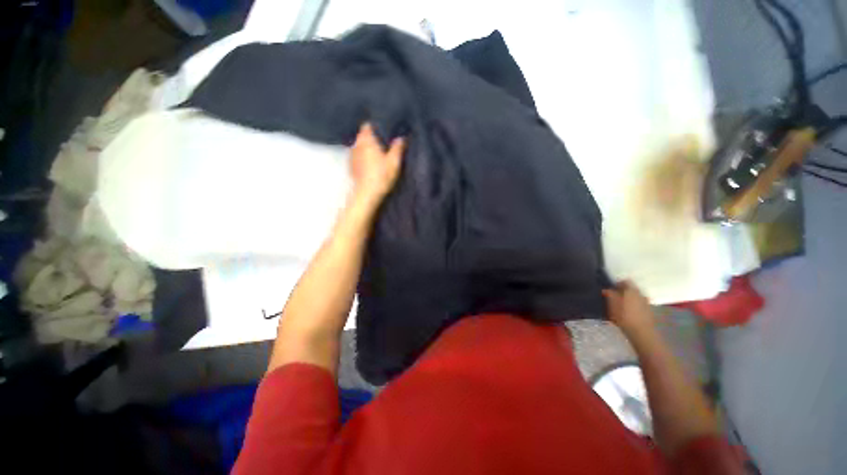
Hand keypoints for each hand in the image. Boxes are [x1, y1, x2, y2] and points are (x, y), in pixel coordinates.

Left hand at [349, 123, 404, 206]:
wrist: (367, 194)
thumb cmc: (381, 176)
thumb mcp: (394, 162)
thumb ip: (398, 148)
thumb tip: (401, 138)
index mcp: (367, 140)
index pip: (367, 126)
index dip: (374, 126)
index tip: (382, 129)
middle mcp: (357, 145)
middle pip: (362, 136)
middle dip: (371, 137)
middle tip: (382, 142)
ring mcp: (352, 156)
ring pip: (359, 147)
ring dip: (366, 148)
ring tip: (376, 153)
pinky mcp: (351, 167)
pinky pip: (357, 157)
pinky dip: (363, 158)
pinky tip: (370, 164)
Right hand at [603, 281, 656, 339]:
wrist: (642, 332)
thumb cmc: (624, 315)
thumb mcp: (612, 303)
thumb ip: (609, 294)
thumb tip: (606, 289)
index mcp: (631, 289)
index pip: (625, 281)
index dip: (616, 284)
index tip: (609, 289)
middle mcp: (641, 294)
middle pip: (630, 289)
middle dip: (622, 292)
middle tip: (613, 298)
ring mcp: (646, 303)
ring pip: (634, 298)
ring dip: (627, 300)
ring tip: (619, 307)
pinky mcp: (649, 312)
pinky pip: (638, 306)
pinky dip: (632, 307)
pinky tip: (626, 314)